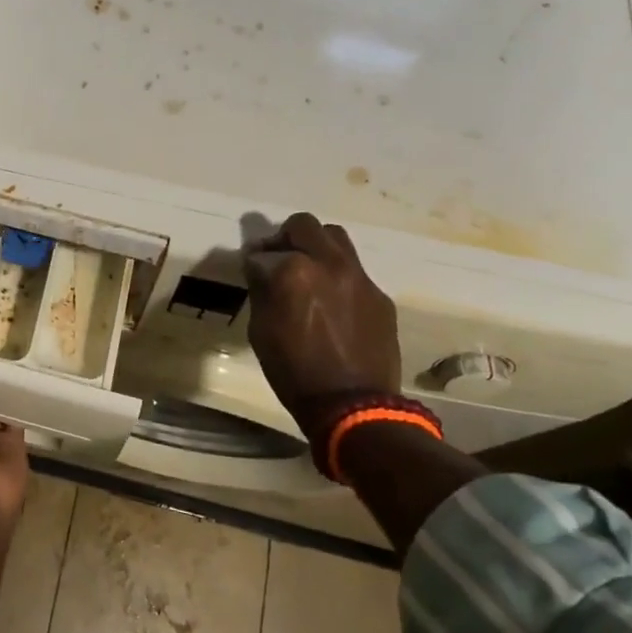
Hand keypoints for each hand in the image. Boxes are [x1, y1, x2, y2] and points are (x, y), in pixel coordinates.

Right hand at [243, 213, 402, 440]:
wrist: (354, 405)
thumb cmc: (294, 371)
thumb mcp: (261, 330)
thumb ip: (262, 291)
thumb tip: (262, 271)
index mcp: (294, 270)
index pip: (263, 251)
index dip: (253, 260)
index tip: (251, 269)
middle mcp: (329, 263)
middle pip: (304, 226)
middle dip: (286, 237)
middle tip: (279, 257)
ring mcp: (359, 277)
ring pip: (336, 239)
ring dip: (317, 247)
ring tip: (308, 272)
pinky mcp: (380, 296)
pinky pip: (355, 272)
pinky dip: (338, 277)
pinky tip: (333, 303)